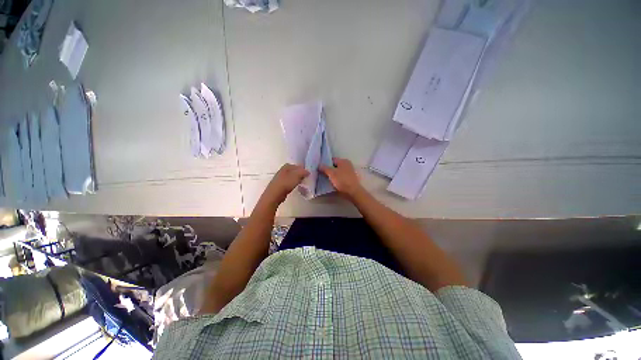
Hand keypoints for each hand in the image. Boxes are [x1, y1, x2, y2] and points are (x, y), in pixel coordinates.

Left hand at [260, 164, 309, 207]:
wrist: (275, 194)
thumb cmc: (286, 183)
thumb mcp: (297, 175)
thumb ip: (303, 172)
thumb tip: (308, 171)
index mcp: (286, 167)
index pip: (295, 165)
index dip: (301, 168)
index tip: (306, 173)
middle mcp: (282, 171)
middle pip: (292, 171)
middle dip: (298, 173)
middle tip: (304, 177)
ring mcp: (279, 178)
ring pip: (290, 177)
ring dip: (295, 179)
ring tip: (300, 183)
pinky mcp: (279, 186)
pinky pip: (287, 182)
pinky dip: (291, 184)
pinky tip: (294, 187)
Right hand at [320, 158, 364, 199]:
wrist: (353, 191)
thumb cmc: (342, 180)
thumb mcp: (331, 173)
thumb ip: (324, 168)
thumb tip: (319, 165)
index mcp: (343, 161)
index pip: (332, 160)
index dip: (325, 163)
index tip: (319, 168)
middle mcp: (347, 165)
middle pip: (335, 166)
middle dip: (328, 169)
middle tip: (320, 173)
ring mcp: (349, 172)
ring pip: (337, 172)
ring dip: (332, 175)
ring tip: (324, 178)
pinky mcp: (349, 179)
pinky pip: (340, 177)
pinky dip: (336, 179)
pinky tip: (331, 182)